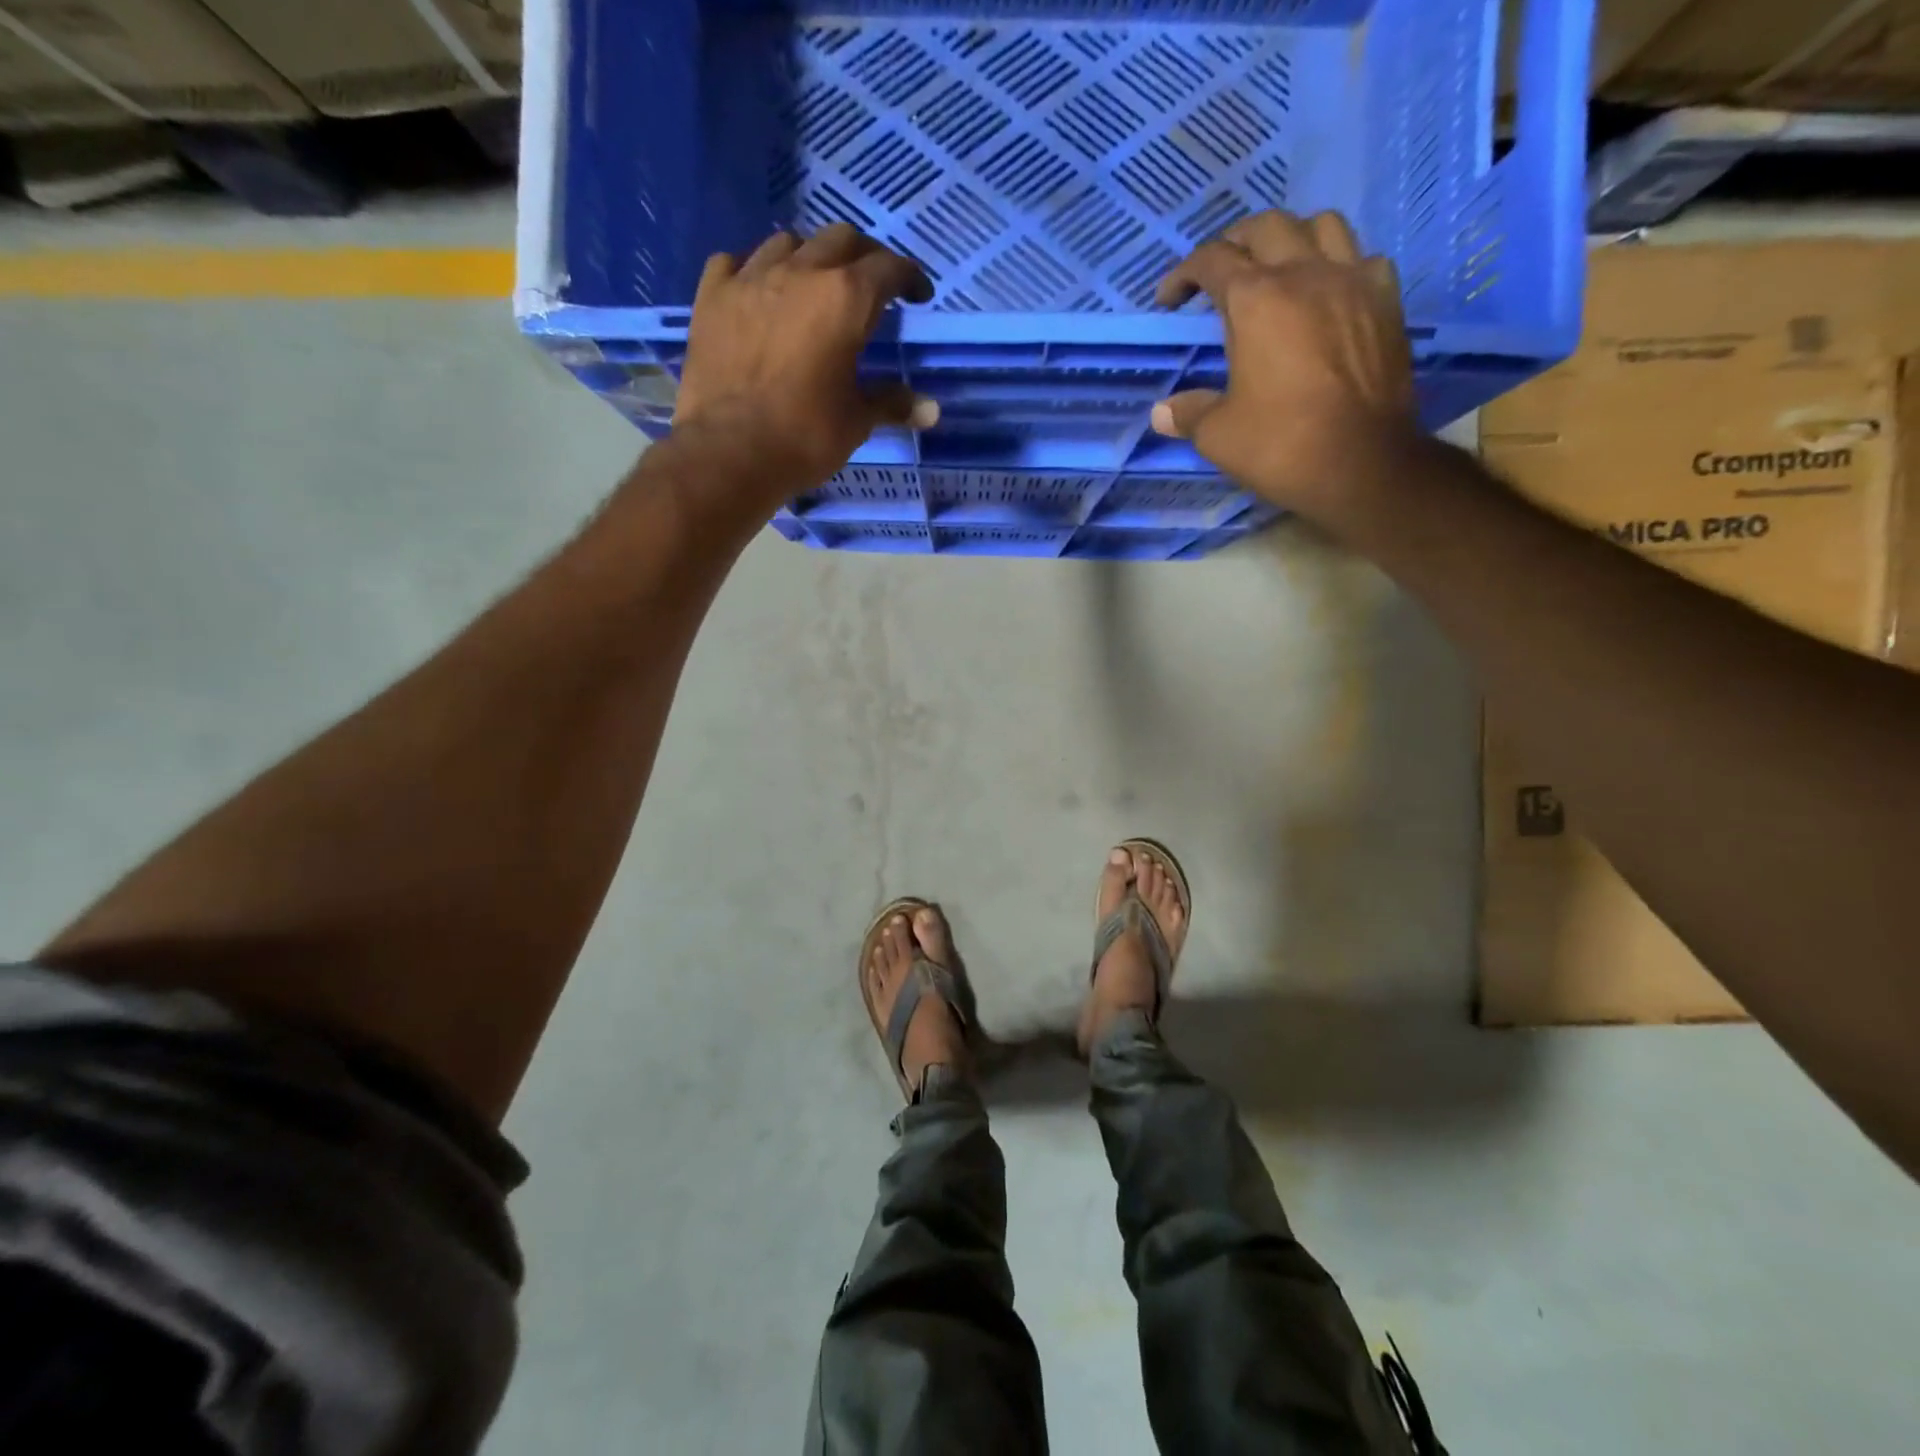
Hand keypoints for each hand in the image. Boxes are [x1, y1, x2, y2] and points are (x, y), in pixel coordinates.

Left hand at [671, 224, 935, 495]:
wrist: (729, 452)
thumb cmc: (804, 437)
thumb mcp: (857, 422)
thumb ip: (893, 404)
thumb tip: (932, 410)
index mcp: (845, 299)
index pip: (888, 269)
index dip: (909, 278)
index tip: (917, 295)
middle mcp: (800, 272)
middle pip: (841, 240)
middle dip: (863, 257)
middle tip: (870, 285)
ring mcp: (750, 278)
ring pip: (788, 243)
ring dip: (809, 257)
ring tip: (813, 285)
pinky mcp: (712, 296)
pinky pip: (736, 262)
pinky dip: (754, 271)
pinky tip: (759, 292)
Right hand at [1152, 211, 1417, 531]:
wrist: (1361, 463)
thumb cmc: (1280, 445)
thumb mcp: (1218, 435)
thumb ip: (1188, 413)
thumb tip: (1163, 412)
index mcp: (1256, 300)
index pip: (1212, 261)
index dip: (1183, 275)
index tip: (1169, 301)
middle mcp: (1305, 273)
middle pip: (1266, 226)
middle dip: (1234, 243)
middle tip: (1219, 274)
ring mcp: (1352, 281)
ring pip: (1321, 225)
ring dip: (1291, 238)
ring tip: (1277, 268)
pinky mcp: (1386, 301)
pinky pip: (1361, 258)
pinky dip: (1338, 265)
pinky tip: (1327, 294)